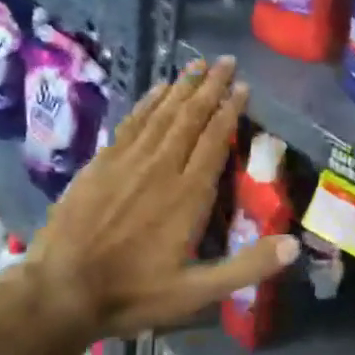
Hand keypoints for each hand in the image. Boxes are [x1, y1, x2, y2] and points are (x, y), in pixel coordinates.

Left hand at [22, 56, 295, 338]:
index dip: (230, 110)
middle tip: (226, 61)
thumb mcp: (195, 293)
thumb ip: (245, 268)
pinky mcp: (101, 163)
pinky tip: (157, 89)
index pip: (214, 140)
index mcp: (188, 194)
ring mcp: (128, 161)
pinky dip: (148, 102)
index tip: (243, 86)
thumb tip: (293, 245)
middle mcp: (161, 167)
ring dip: (182, 86)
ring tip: (198, 64)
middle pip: (190, 116)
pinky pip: (131, 122)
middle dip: (210, 86)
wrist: (60, 290)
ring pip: (161, 113)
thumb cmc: (133, 293)